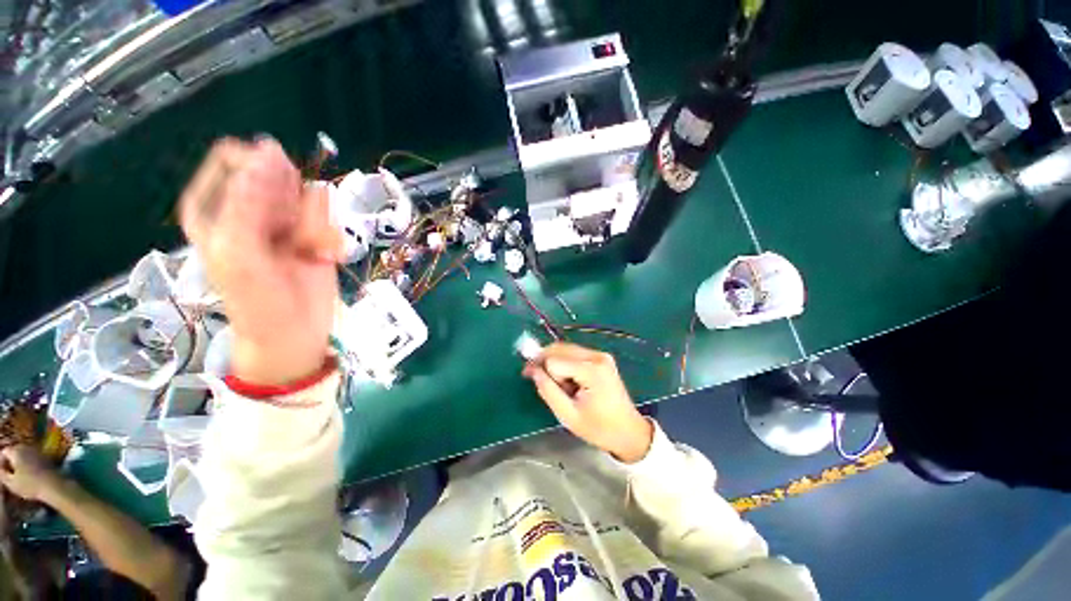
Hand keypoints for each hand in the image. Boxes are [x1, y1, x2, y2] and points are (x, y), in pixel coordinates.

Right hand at [0, 445, 64, 502]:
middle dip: (10, 462)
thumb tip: (0, 469)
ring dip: (19, 463)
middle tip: (10, 475)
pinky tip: (30, 475)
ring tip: (18, 475)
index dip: (1, 462)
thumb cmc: (29, 484)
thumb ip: (2, 474)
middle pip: (14, 452)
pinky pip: (33, 458)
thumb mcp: (10, 482)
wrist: (52, 485)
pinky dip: (29, 464)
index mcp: (16, 451)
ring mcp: (37, 451)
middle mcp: (27, 447)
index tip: (2, 473)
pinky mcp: (45, 457)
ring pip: (23, 455)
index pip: (3, 452)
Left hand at [179, 138, 343, 384]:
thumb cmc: (255, 298)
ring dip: (314, 226)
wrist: (295, 330)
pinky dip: (329, 238)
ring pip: (309, 196)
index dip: (259, 179)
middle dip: (291, 207)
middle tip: (290, 239)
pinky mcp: (314, 231)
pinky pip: (329, 217)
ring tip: (306, 253)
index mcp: (215, 203)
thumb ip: (247, 202)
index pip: (236, 160)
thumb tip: (267, 150)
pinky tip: (322, 258)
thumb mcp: (239, 252)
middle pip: (278, 176)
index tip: (273, 209)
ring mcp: (285, 217)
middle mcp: (249, 204)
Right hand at [523, 343, 653, 462]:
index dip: (541, 371)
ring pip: (565, 349)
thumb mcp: (568, 415)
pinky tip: (570, 380)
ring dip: (556, 363)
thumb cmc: (599, 428)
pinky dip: (566, 364)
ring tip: (562, 386)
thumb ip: (547, 390)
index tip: (535, 383)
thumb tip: (531, 370)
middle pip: (559, 348)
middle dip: (546, 363)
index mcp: (591, 371)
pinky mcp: (601, 357)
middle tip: (542, 382)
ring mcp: (601, 355)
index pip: (554, 361)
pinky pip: (574, 353)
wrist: (629, 431)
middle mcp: (597, 356)